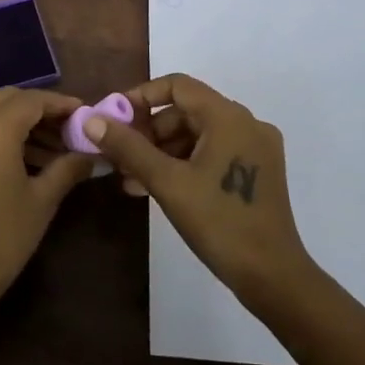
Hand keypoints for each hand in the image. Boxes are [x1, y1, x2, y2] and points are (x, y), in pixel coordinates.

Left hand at [0, 87, 95, 328]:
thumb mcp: (41, 203)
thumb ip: (67, 169)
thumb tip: (90, 154)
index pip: (33, 100)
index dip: (61, 104)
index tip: (84, 114)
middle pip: (9, 99)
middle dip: (39, 109)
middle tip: (67, 130)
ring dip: (19, 122)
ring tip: (52, 151)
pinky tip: (23, 159)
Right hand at [86, 73, 314, 309]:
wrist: (273, 278)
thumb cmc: (219, 223)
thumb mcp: (167, 182)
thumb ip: (128, 147)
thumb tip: (91, 120)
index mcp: (229, 117)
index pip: (177, 86)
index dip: (142, 97)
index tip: (114, 119)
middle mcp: (246, 123)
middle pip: (186, 111)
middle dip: (148, 131)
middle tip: (118, 155)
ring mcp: (255, 148)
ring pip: (198, 135)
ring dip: (162, 151)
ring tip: (130, 178)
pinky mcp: (258, 171)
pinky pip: (212, 153)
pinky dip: (184, 163)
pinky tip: (157, 187)